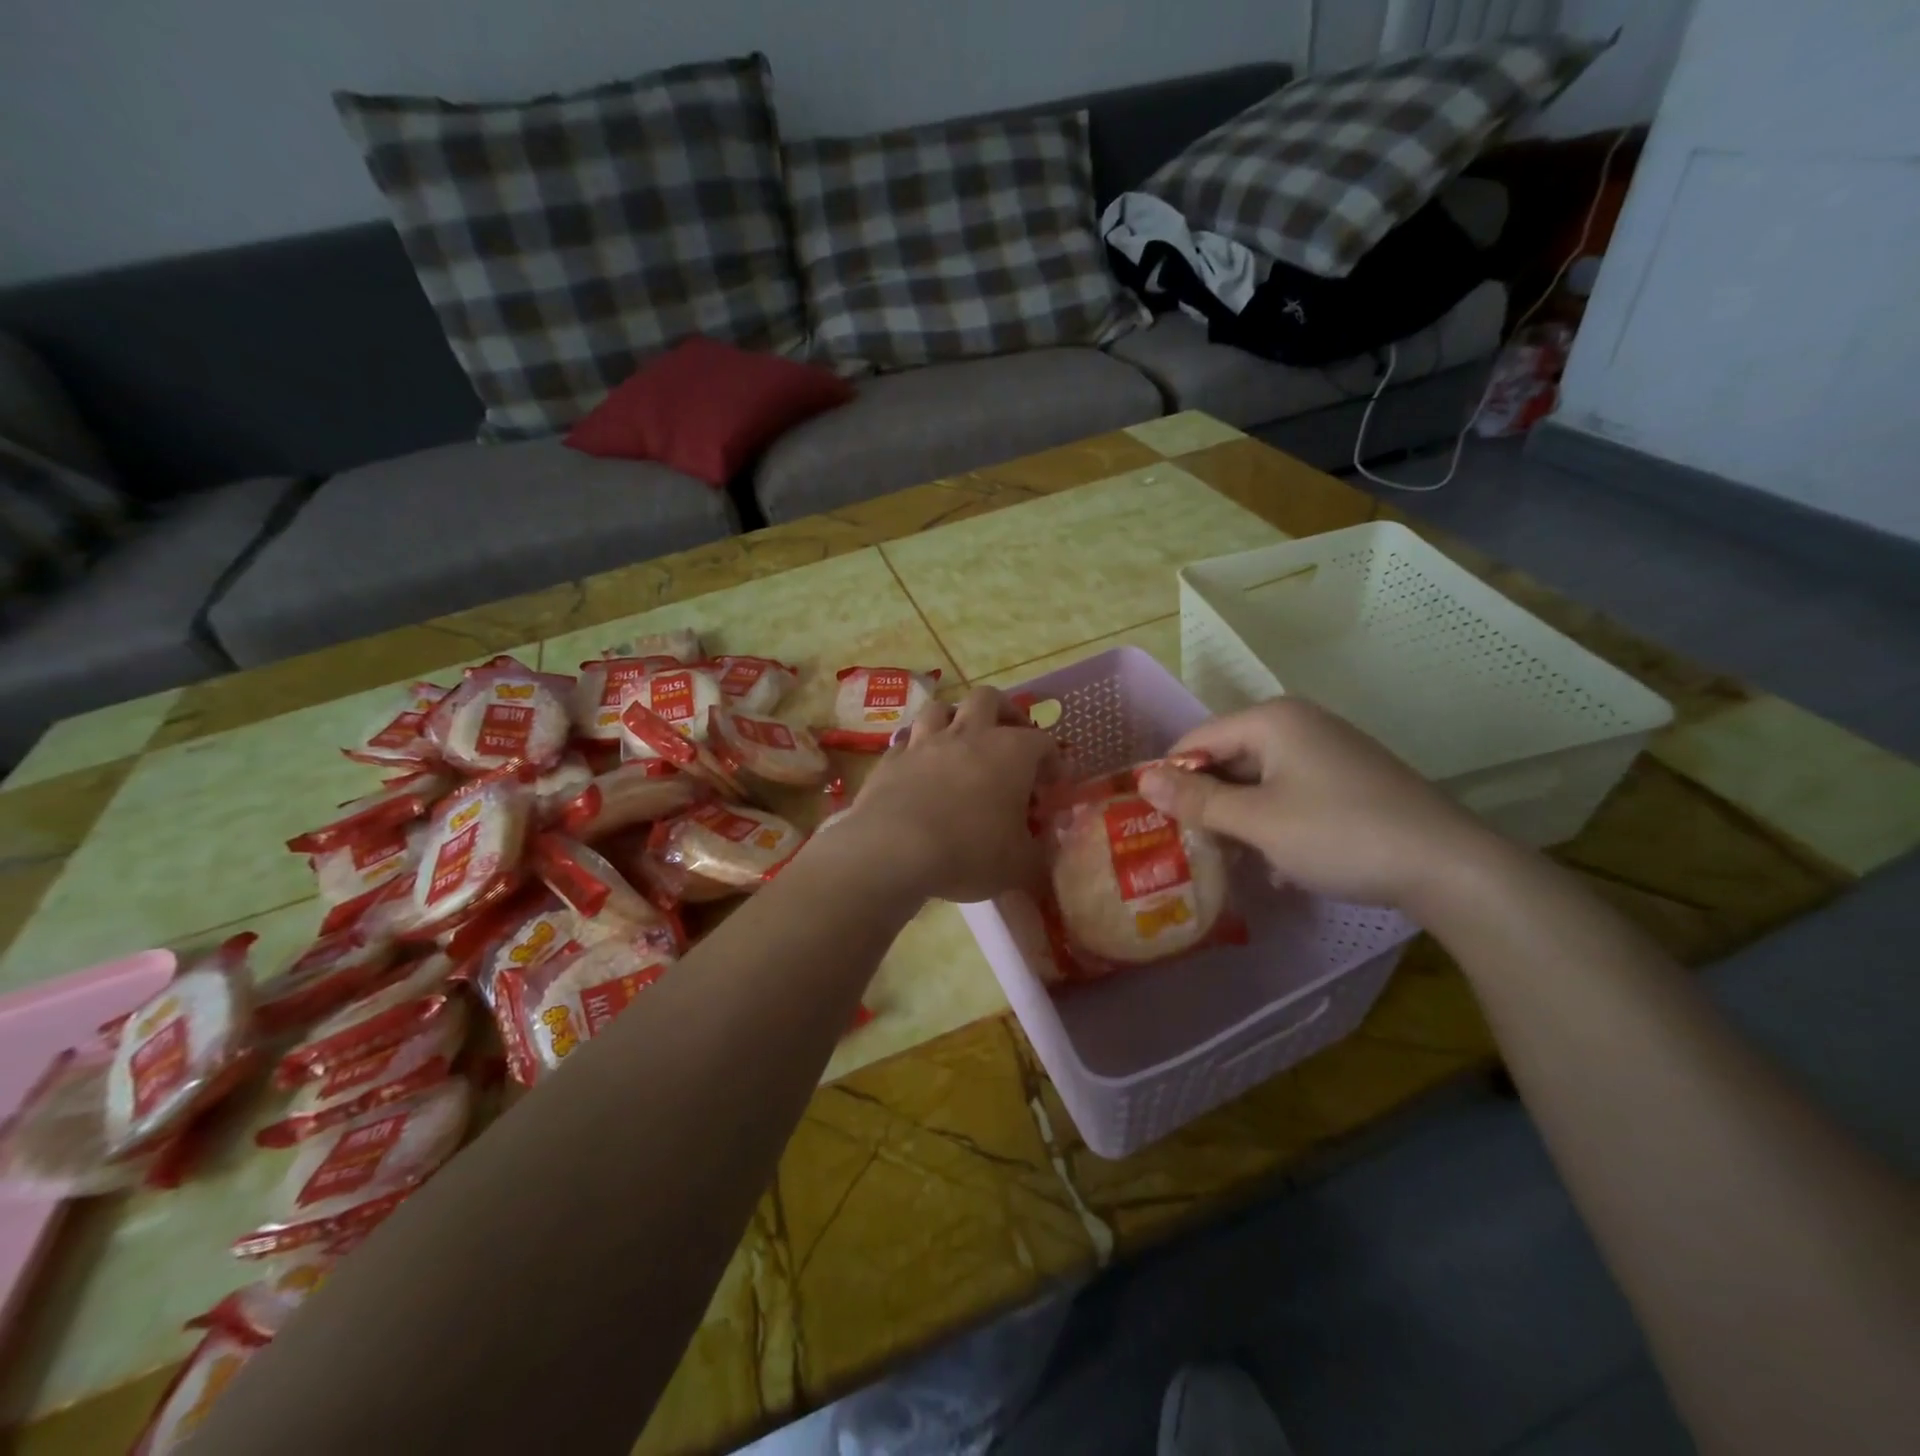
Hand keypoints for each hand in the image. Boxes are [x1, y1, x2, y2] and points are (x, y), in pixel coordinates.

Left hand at [830, 687, 1057, 902]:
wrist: (894, 850)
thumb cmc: (970, 852)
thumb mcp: (1020, 865)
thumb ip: (1039, 854)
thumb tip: (1044, 850)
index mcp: (1010, 752)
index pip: (1043, 742)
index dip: (1053, 760)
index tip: (1053, 784)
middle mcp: (968, 735)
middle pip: (988, 699)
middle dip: (1004, 712)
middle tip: (1010, 737)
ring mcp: (925, 742)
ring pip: (941, 709)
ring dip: (954, 720)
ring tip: (961, 742)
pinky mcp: (891, 759)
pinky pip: (907, 741)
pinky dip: (918, 750)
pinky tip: (920, 769)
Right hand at [1137, 698, 1503, 912]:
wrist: (1447, 865)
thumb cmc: (1339, 833)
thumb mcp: (1258, 821)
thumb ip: (1197, 800)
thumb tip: (1141, 780)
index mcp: (1272, 720)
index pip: (1197, 739)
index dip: (1171, 778)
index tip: (1156, 821)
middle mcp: (1298, 724)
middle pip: (1228, 758)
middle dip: (1208, 801)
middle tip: (1191, 846)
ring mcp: (1327, 750)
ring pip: (1258, 780)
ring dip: (1239, 818)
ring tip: (1230, 860)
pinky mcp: (1348, 779)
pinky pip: (1289, 793)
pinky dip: (1273, 822)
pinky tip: (1277, 863)